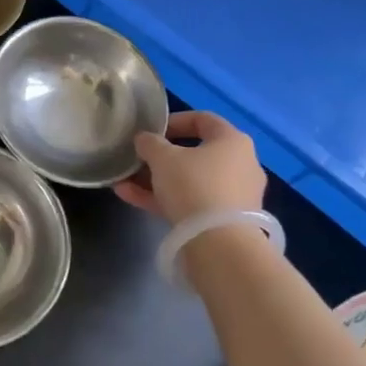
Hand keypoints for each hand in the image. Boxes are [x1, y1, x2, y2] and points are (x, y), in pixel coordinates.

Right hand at [115, 110, 266, 223]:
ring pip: (190, 181)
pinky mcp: (225, 222)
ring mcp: (234, 196)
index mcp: (232, 141)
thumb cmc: (194, 185)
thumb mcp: (163, 158)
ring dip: (156, 181)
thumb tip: (144, 140)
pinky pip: (191, 203)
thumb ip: (150, 143)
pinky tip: (131, 198)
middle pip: (195, 154)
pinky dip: (165, 200)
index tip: (150, 131)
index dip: (174, 121)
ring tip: (124, 182)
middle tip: (137, 160)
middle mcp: (240, 165)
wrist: (220, 245)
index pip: (203, 120)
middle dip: (160, 157)